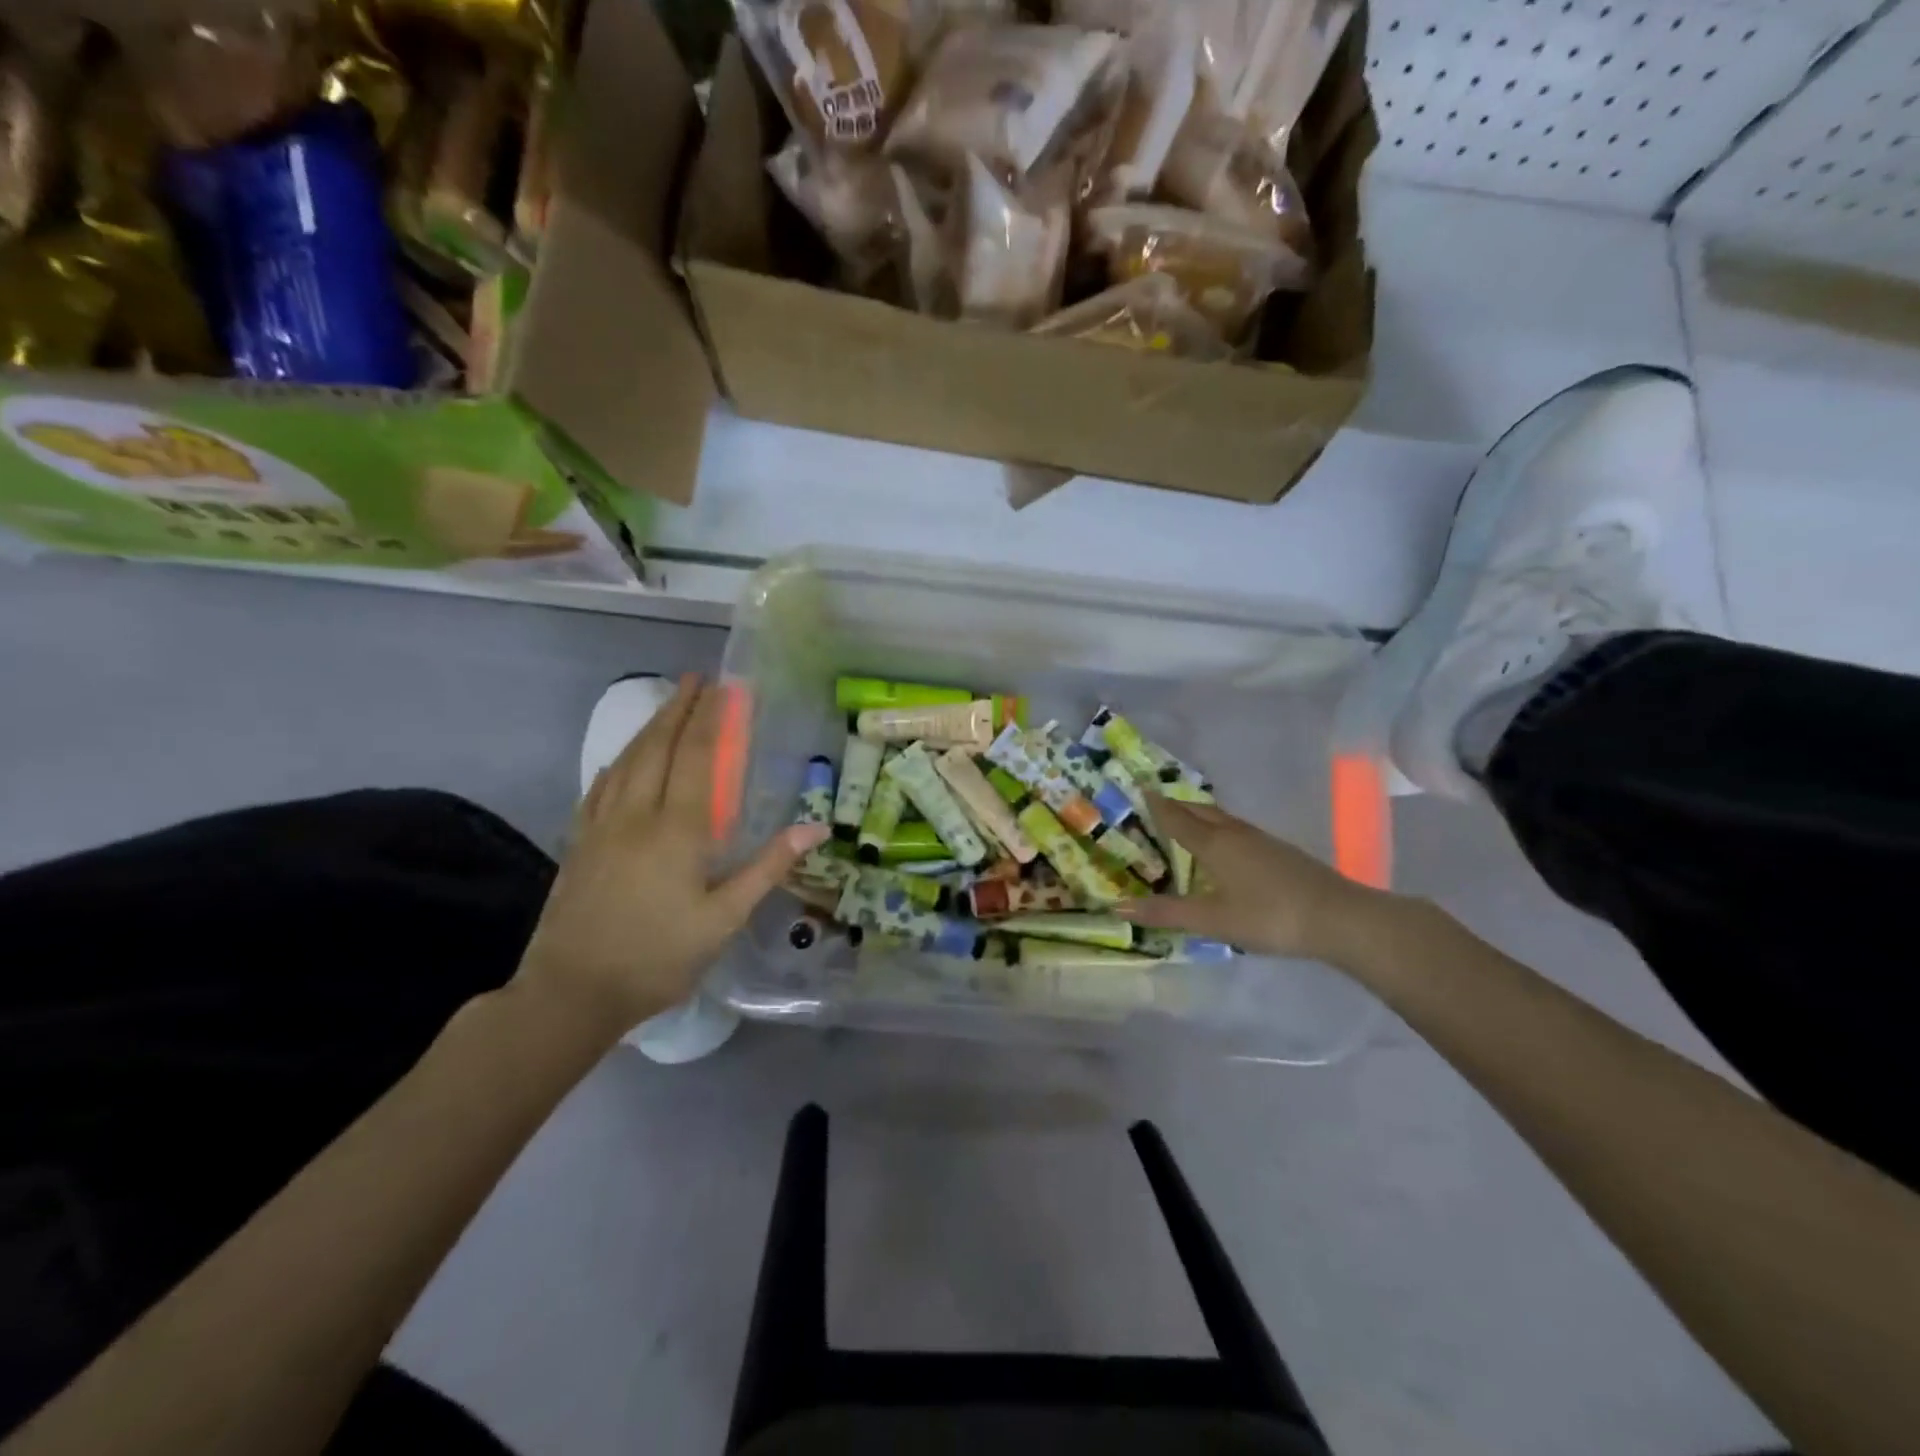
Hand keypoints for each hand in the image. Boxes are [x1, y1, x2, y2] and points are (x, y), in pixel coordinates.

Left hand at [516, 675, 827, 1035]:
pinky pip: (600, 787)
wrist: (571, 993)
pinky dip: (618, 761)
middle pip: (658, 748)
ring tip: (667, 703)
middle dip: (679, 709)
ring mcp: (601, 827)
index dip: (712, 719)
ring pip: (627, 762)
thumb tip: (816, 827)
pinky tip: (622, 759)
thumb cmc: (658, 957)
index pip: (698, 758)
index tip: (724, 688)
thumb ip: (767, 867)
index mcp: (677, 830)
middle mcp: (637, 815)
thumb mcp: (724, 919)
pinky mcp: (579, 843)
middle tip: (695, 678)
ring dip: (649, 727)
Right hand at [1115, 795, 1386, 963]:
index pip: (1178, 819)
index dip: (1157, 806)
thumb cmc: (1269, 916)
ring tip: (1186, 820)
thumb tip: (1119, 906)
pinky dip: (1220, 829)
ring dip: (1200, 816)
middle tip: (1157, 803)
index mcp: (1215, 845)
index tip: (1141, 789)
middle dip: (1177, 806)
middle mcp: (1235, 834)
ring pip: (1222, 820)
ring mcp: (1262, 841)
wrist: (1338, 918)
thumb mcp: (1213, 920)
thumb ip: (1167, 913)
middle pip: (1201, 812)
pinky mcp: (1280, 852)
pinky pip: (1238, 831)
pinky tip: (1226, 847)